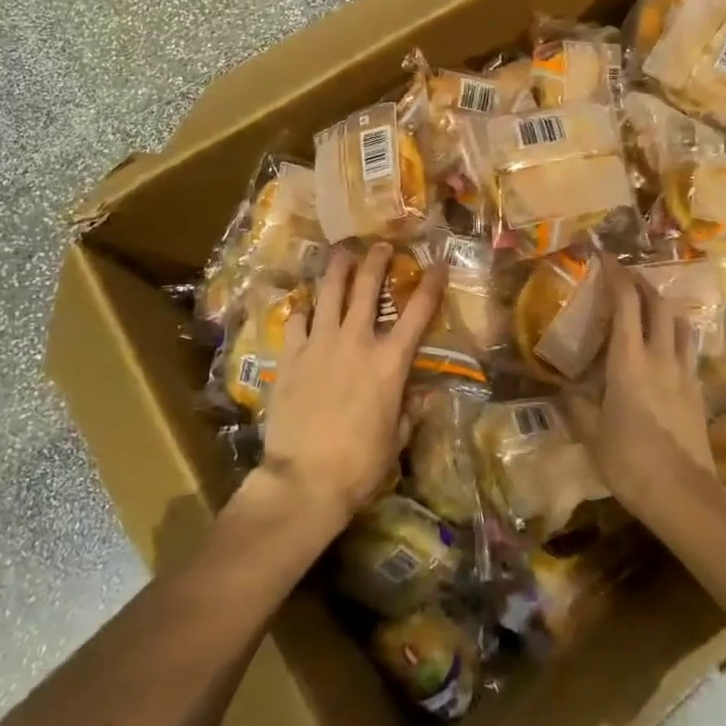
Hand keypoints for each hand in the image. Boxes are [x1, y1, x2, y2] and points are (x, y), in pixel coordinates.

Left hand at [259, 243, 446, 527]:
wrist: (303, 479)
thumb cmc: (359, 465)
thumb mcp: (396, 440)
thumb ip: (411, 412)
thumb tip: (427, 397)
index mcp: (389, 362)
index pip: (417, 313)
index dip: (430, 285)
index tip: (436, 264)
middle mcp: (356, 342)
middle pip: (367, 288)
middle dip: (377, 261)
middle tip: (381, 245)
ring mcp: (319, 344)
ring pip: (329, 293)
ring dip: (338, 269)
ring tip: (341, 252)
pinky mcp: (289, 356)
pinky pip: (296, 321)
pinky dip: (302, 310)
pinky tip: (304, 305)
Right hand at [563, 260, 714, 518]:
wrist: (684, 494)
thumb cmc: (630, 462)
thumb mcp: (591, 433)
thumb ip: (576, 404)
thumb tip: (563, 386)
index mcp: (628, 360)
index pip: (626, 303)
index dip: (617, 275)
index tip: (605, 258)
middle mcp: (659, 356)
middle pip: (658, 303)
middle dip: (642, 282)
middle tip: (625, 275)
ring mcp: (683, 371)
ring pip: (679, 322)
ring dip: (663, 304)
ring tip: (649, 302)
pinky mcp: (698, 389)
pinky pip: (687, 347)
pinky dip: (675, 332)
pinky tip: (666, 344)